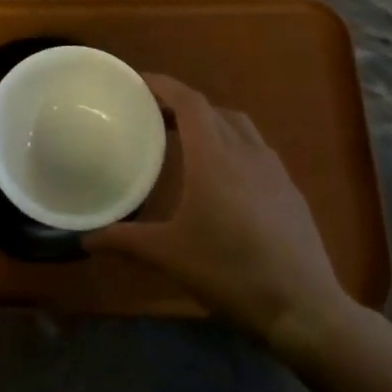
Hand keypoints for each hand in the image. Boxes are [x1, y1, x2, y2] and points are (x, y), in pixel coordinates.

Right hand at [88, 75, 358, 353]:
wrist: (304, 308)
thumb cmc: (231, 272)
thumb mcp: (170, 256)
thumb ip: (126, 241)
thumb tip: (86, 239)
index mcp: (214, 156)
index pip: (189, 101)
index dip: (163, 85)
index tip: (139, 82)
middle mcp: (245, 151)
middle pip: (212, 109)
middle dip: (182, 104)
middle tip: (154, 115)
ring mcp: (274, 169)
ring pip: (240, 126)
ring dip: (212, 121)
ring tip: (188, 139)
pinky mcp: (290, 190)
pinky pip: (257, 149)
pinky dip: (235, 144)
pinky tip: (226, 176)